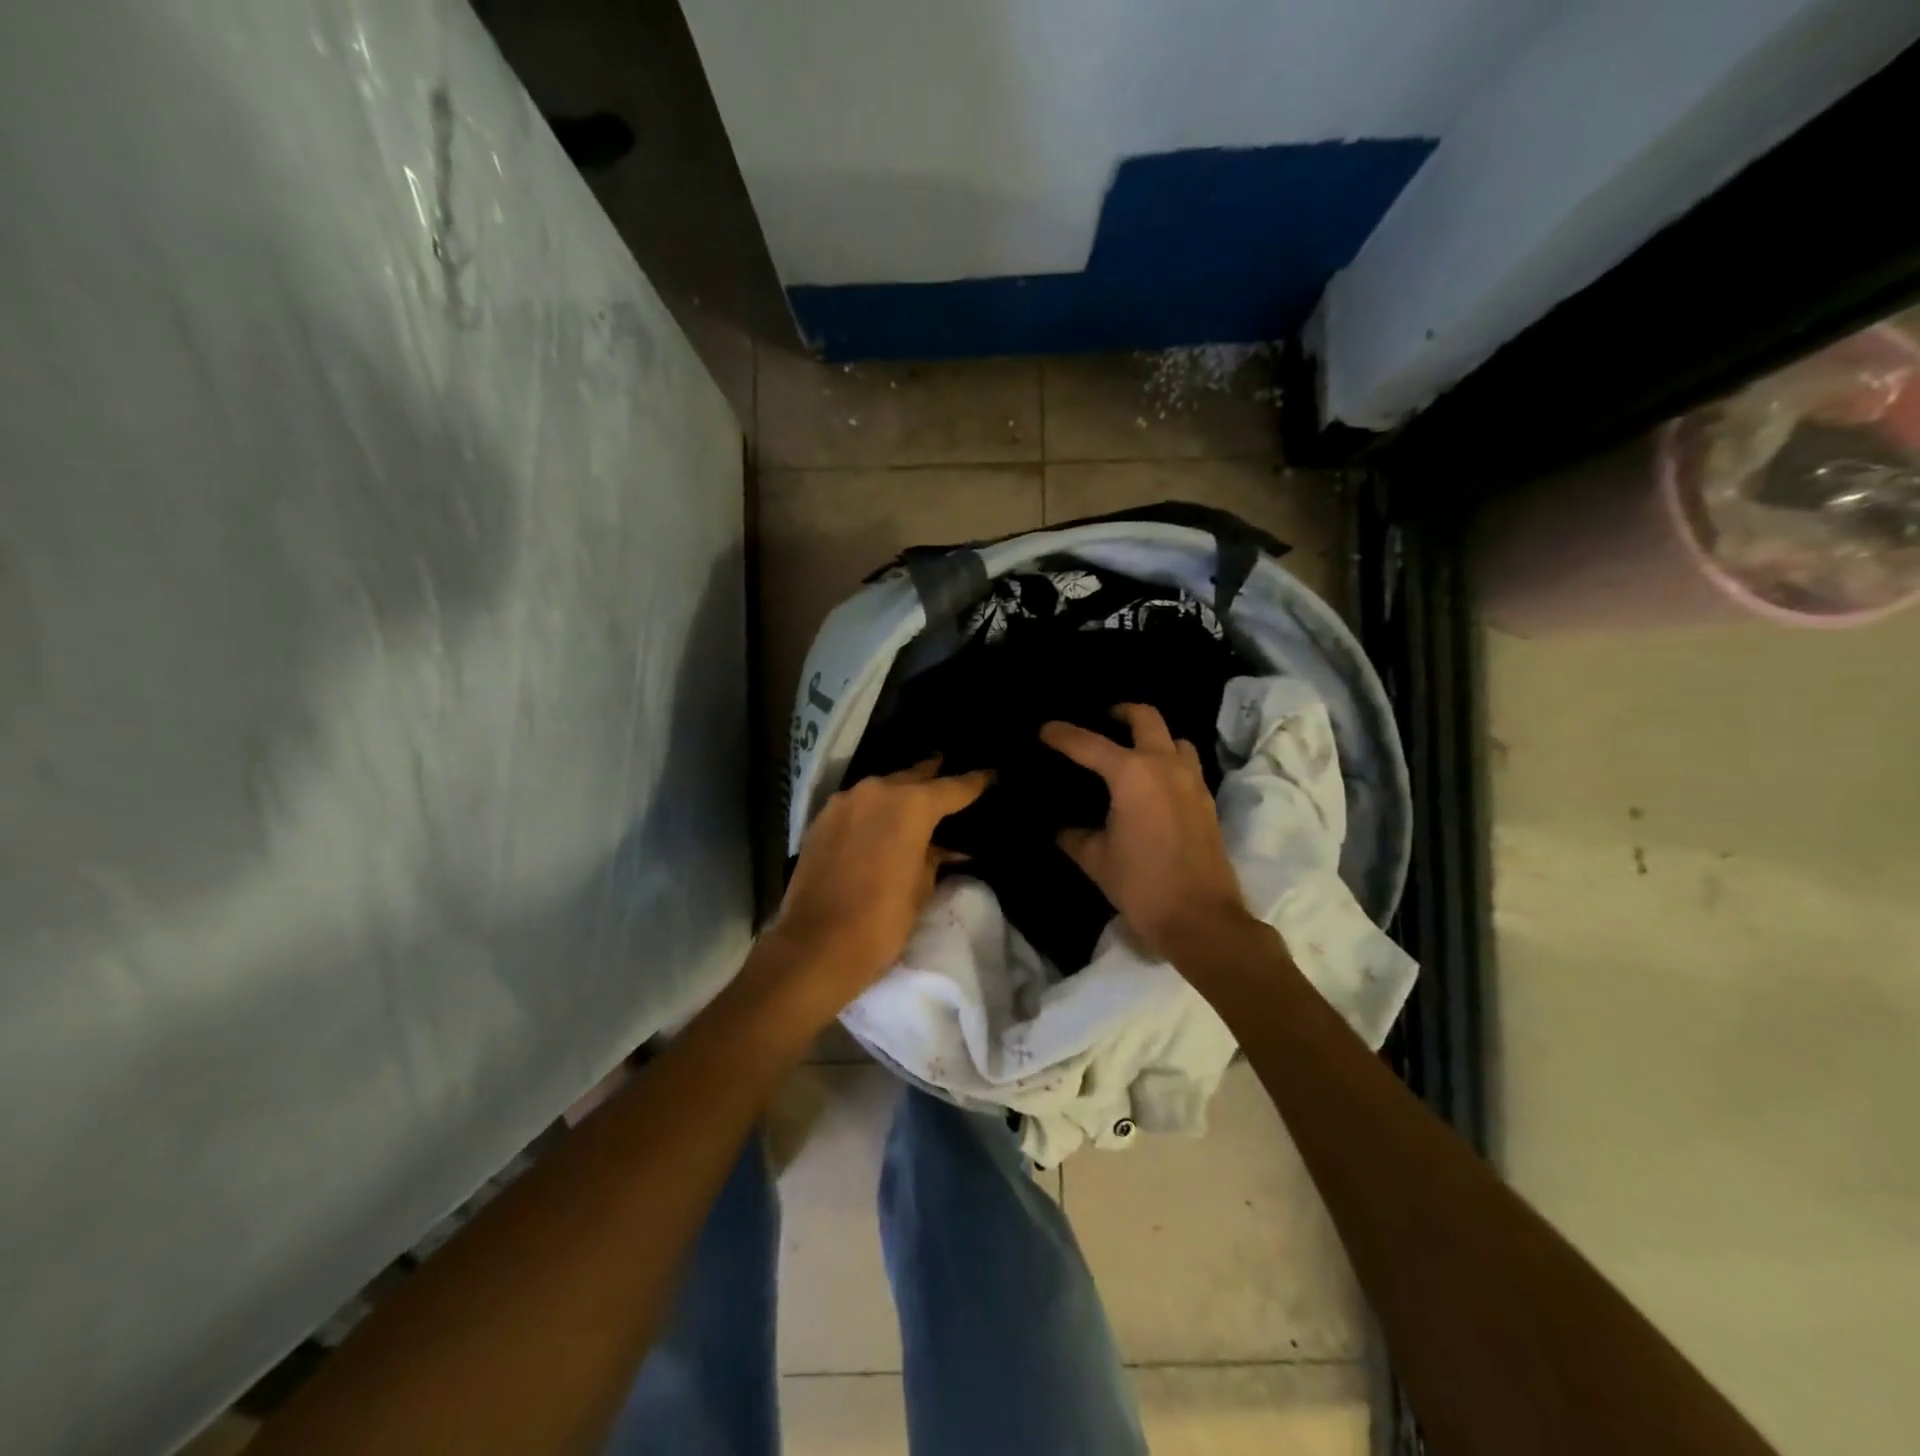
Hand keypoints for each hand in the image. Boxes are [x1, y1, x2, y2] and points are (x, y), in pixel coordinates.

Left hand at [758, 760, 989, 1023]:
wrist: (815, 946)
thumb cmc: (882, 920)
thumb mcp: (922, 887)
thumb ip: (935, 856)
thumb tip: (947, 847)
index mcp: (910, 804)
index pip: (954, 786)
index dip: (976, 782)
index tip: (992, 775)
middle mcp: (877, 790)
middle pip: (914, 776)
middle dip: (934, 778)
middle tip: (953, 778)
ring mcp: (844, 801)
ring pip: (882, 787)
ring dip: (901, 793)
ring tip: (920, 801)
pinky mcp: (821, 819)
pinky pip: (858, 804)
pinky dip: (875, 808)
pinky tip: (883, 821)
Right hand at [1040, 704, 1251, 958]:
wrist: (1200, 919)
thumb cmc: (1142, 884)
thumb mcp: (1096, 860)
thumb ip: (1075, 837)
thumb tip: (1062, 829)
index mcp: (1132, 774)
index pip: (1089, 744)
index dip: (1063, 735)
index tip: (1044, 730)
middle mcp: (1165, 766)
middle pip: (1146, 718)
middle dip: (1121, 713)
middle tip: (1103, 719)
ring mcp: (1192, 782)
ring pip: (1175, 740)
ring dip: (1154, 738)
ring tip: (1132, 752)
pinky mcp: (1206, 802)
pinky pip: (1187, 766)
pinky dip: (1169, 763)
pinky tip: (1152, 785)